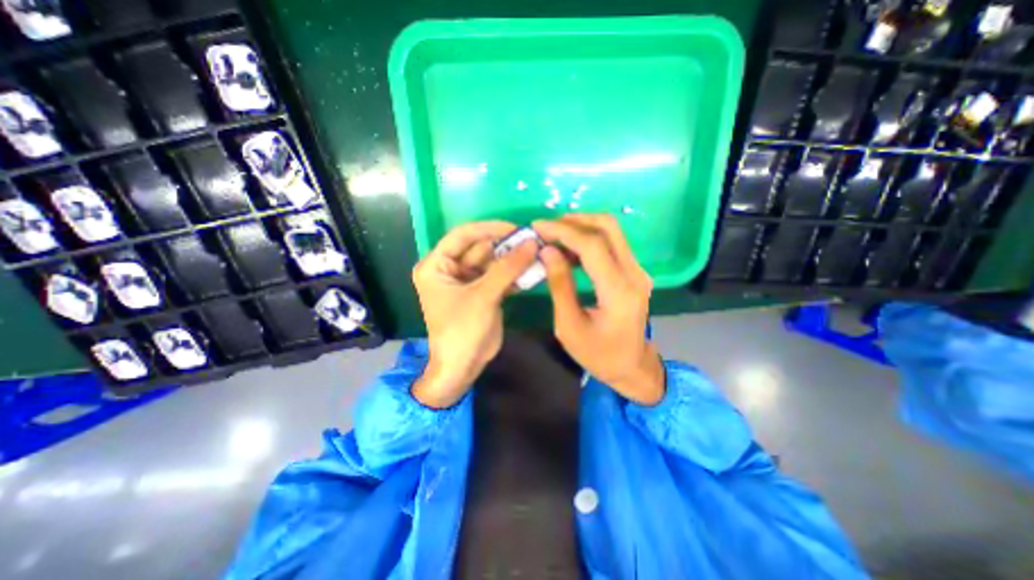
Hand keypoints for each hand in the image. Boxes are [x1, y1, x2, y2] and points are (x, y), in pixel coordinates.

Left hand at [413, 220, 540, 406]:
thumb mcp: (483, 296)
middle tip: (533, 241)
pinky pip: (500, 276)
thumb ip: (507, 268)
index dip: (489, 228)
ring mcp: (468, 281)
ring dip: (514, 260)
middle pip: (481, 248)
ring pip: (493, 262)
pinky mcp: (482, 292)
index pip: (463, 235)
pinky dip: (515, 275)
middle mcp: (450, 269)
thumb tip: (532, 243)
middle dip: (506, 245)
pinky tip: (533, 271)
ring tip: (537, 253)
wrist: (463, 367)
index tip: (516, 228)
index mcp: (436, 265)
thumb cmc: (462, 330)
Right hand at [532, 215, 661, 405]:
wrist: (632, 366)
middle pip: (608, 227)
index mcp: (618, 292)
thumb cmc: (598, 354)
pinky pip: (612, 244)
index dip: (563, 231)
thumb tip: (547, 251)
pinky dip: (589, 239)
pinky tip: (569, 249)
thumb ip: (559, 285)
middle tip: (547, 228)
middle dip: (574, 220)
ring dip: (581, 227)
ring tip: (554, 236)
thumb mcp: (569, 326)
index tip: (537, 227)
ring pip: (612, 231)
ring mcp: (638, 271)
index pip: (592, 246)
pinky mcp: (635, 272)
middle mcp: (634, 274)